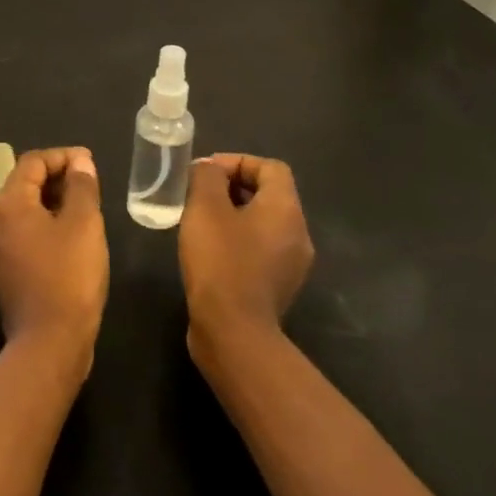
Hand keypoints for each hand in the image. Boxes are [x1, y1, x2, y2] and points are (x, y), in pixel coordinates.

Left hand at [0, 148, 108, 379]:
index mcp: (8, 204)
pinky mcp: (4, 273)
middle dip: (57, 178)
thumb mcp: (84, 224)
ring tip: (84, 208)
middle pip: (24, 184)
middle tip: (89, 184)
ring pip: (24, 211)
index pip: (32, 162)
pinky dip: (45, 226)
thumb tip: (79, 160)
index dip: (62, 156)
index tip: (90, 163)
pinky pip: (23, 235)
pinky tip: (70, 238)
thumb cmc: (69, 276)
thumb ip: (81, 186)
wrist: (49, 344)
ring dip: (52, 202)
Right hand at [180, 154, 314, 351]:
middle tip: (198, 196)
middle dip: (232, 188)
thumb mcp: (205, 208)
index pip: (271, 168)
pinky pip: (259, 251)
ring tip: (199, 223)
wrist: (233, 333)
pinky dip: (237, 242)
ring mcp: (291, 266)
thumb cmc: (221, 261)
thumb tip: (209, 169)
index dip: (238, 162)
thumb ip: (207, 177)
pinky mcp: (277, 289)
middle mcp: (298, 235)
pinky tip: (209, 253)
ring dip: (232, 216)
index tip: (206, 173)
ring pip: (262, 224)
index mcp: (286, 210)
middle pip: (269, 195)